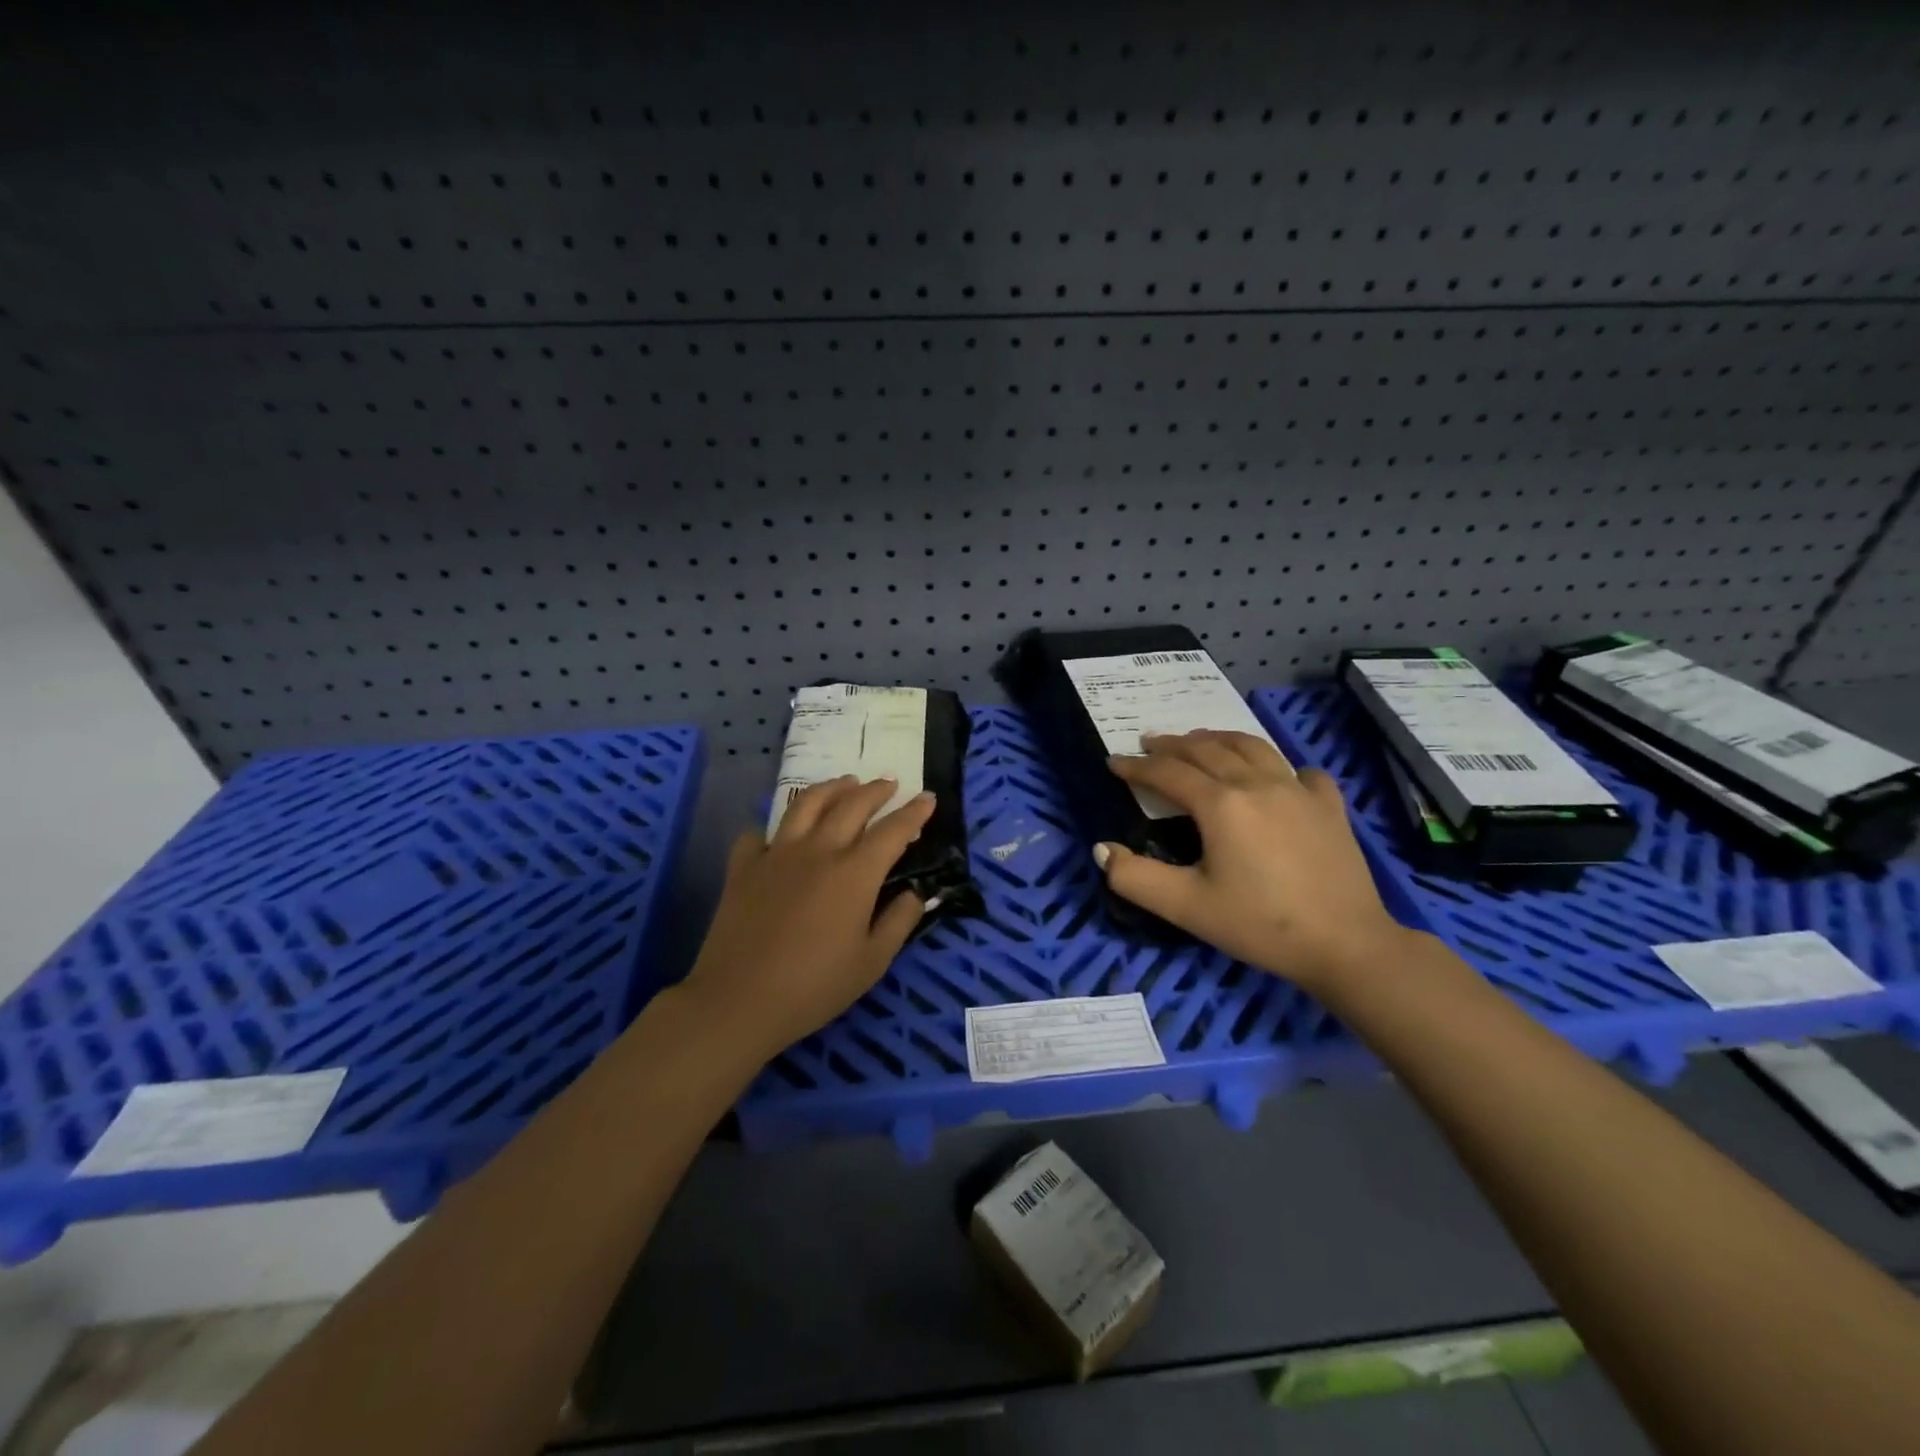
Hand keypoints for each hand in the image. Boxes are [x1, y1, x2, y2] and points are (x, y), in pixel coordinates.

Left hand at [679, 776, 937, 1058]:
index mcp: (854, 873)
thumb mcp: (872, 962)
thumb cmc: (814, 987)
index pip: (893, 830)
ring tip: (845, 783)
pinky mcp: (744, 867)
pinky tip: (779, 833)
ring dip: (831, 788)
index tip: (928, 798)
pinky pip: (758, 833)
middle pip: (851, 805)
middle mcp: (818, 851)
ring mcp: (777, 854)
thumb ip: (899, 921)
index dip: (914, 812)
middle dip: (875, 790)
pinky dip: (773, 827)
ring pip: (806, 804)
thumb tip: (915, 893)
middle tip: (889, 784)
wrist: (738, 1000)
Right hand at [1097, 731, 1413, 991]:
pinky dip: (1277, 765)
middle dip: (1172, 745)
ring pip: (1251, 747)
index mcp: (1221, 804)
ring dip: (1218, 739)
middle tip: (1149, 744)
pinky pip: (1298, 770)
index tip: (1113, 762)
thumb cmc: (1260, 925)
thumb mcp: (1186, 907)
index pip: (1168, 773)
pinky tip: (1274, 776)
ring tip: (1199, 741)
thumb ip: (1135, 878)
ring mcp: (1299, 790)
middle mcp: (1258, 784)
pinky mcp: (1329, 805)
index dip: (1137, 766)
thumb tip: (1102, 849)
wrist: (1346, 945)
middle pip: (1208, 749)